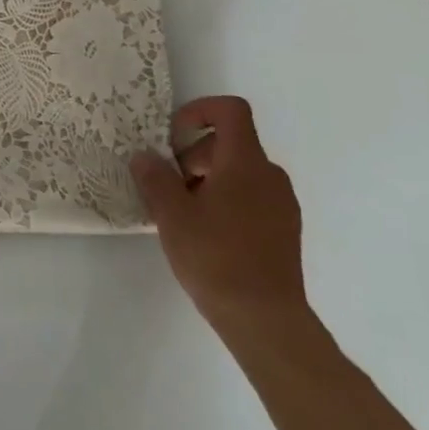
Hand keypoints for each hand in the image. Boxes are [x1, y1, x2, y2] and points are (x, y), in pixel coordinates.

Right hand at [131, 96, 310, 335]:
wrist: (264, 318)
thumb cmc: (215, 257)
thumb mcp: (172, 214)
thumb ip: (155, 178)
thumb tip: (144, 156)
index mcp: (245, 163)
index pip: (230, 111)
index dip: (198, 111)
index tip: (172, 138)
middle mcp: (270, 175)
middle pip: (230, 143)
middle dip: (193, 155)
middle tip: (168, 186)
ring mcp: (281, 203)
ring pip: (239, 172)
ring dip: (207, 180)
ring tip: (183, 214)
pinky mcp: (284, 229)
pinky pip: (251, 196)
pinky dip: (225, 200)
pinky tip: (206, 234)